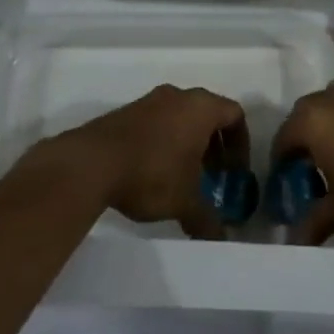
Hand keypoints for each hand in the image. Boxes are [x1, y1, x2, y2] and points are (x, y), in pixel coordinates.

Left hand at [42, 85, 247, 239]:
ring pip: (180, 116)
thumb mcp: (185, 201)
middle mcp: (178, 96)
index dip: (241, 143)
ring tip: (183, 177)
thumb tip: (220, 238)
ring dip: (188, 142)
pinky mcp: (126, 112)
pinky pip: (157, 121)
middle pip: (208, 113)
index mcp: (200, 107)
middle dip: (214, 144)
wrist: (92, 162)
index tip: (235, 171)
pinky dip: (164, 141)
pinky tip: (154, 171)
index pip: (235, 115)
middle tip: (213, 174)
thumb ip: (207, 219)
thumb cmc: (152, 173)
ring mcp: (149, 101)